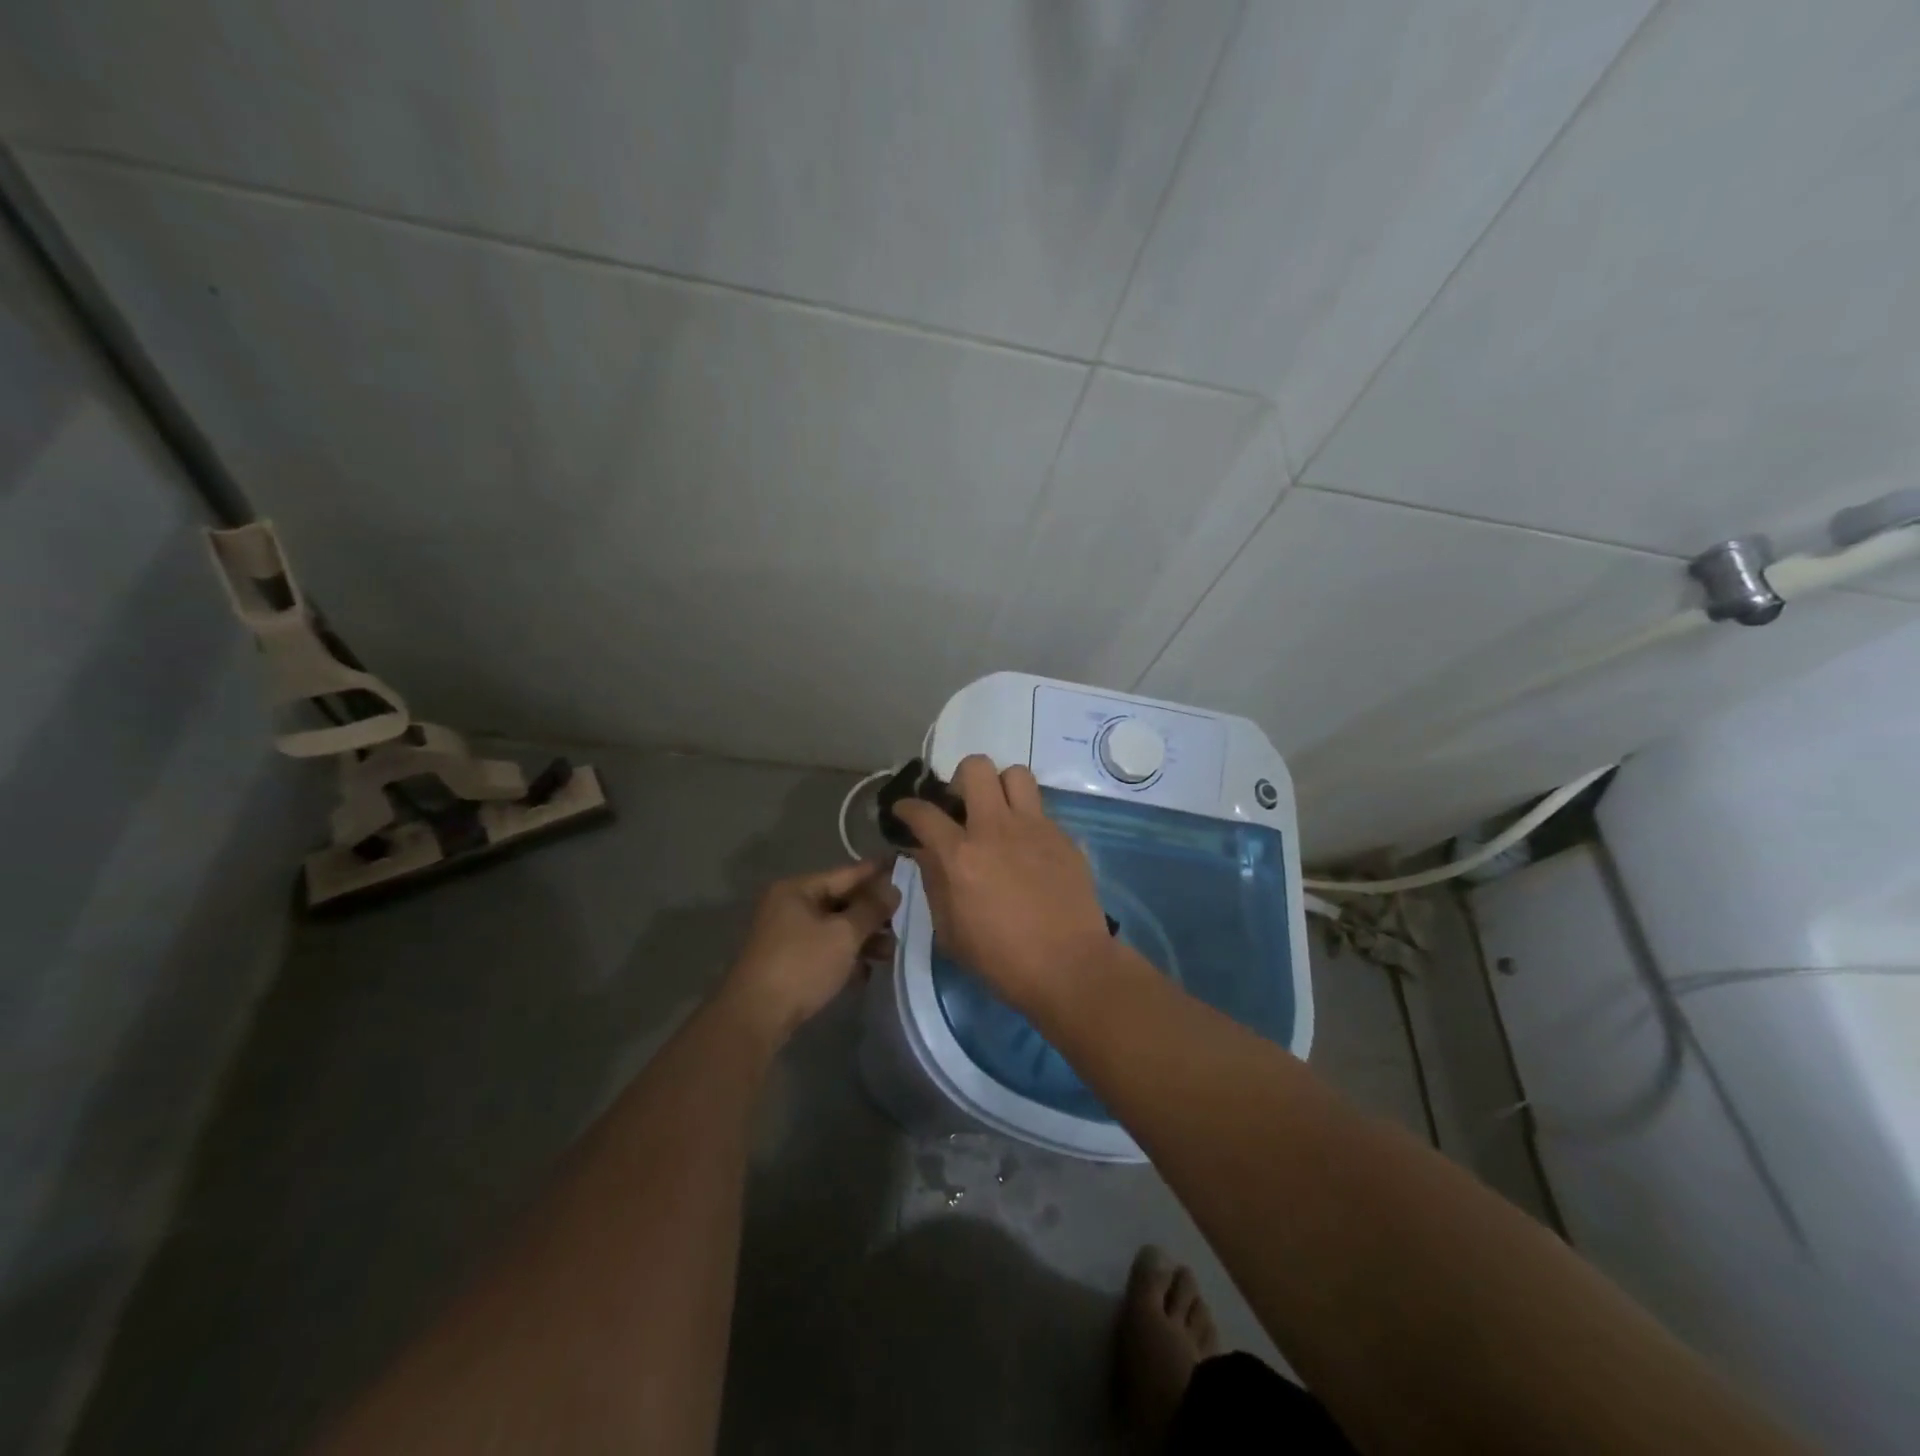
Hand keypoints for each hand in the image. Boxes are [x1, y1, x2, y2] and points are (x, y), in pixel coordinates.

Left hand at [720, 861, 898, 1046]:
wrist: (756, 1018)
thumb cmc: (802, 965)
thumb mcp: (843, 934)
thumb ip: (871, 909)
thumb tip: (893, 888)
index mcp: (798, 889)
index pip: (847, 873)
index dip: (878, 872)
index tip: (906, 867)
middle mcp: (790, 906)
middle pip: (842, 902)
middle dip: (873, 913)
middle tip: (905, 921)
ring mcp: (787, 935)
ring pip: (835, 929)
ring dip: (863, 939)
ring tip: (891, 952)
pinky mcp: (789, 962)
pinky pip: (825, 950)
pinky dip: (846, 957)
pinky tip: (866, 972)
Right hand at [894, 755, 1116, 1016]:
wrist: (1069, 967)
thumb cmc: (1001, 959)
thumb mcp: (950, 931)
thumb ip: (934, 882)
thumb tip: (925, 852)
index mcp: (961, 855)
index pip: (924, 812)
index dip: (907, 807)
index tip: (905, 810)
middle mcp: (996, 828)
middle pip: (976, 768)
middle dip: (961, 780)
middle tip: (962, 806)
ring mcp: (1035, 828)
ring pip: (1016, 774)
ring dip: (1001, 788)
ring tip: (999, 814)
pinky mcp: (1064, 837)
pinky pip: (1042, 810)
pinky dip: (1028, 821)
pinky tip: (1029, 849)